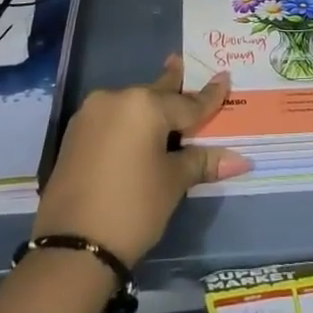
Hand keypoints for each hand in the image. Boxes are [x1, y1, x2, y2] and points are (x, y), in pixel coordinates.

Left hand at [33, 56, 251, 264]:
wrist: (72, 248)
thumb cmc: (133, 208)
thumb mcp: (173, 183)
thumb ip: (201, 161)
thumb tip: (240, 160)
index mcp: (145, 105)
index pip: (187, 102)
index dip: (209, 96)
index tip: (224, 77)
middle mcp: (116, 98)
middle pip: (155, 94)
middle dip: (172, 85)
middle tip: (181, 64)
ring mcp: (90, 115)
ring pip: (130, 106)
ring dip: (148, 108)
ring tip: (163, 103)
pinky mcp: (74, 135)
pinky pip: (111, 120)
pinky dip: (128, 123)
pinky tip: (136, 130)